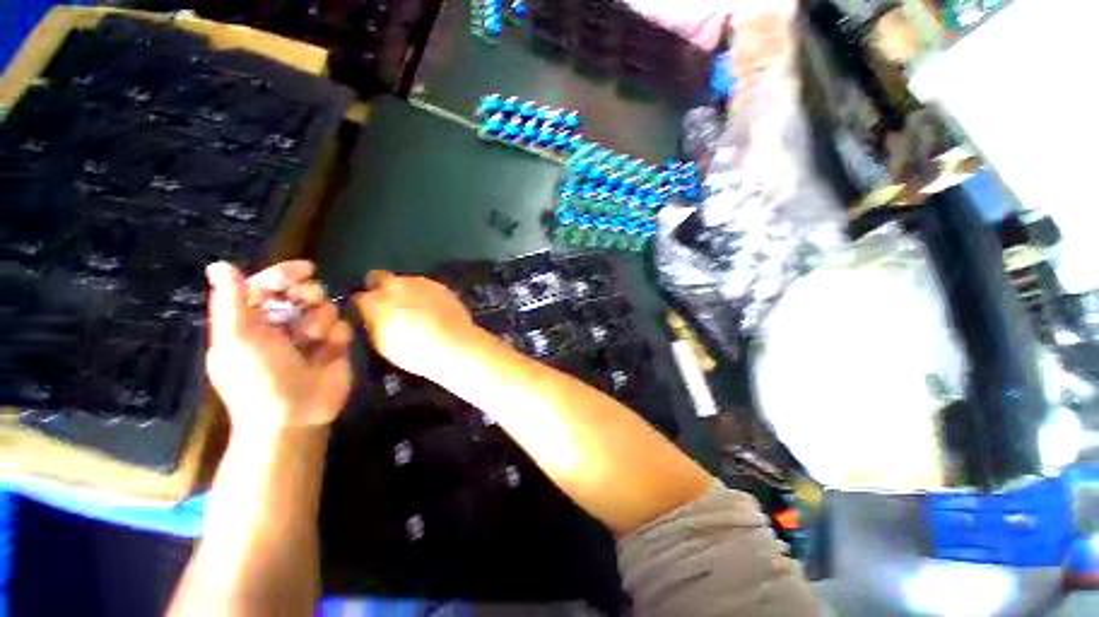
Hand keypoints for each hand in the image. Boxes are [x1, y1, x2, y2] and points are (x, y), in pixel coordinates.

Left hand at [205, 261, 352, 434]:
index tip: (304, 271)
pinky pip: (341, 329)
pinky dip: (337, 337)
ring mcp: (307, 341)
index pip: (268, 284)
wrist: (290, 425)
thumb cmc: (257, 380)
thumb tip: (217, 265)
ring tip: (314, 338)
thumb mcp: (234, 337)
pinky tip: (329, 351)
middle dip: (306, 291)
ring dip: (320, 317)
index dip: (284, 274)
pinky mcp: (331, 355)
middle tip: (309, 300)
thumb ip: (228, 298)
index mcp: (252, 321)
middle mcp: (279, 327)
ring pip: (323, 306)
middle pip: (299, 290)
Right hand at [352, 270, 479, 379]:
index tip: (363, 315)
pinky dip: (420, 294)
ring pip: (400, 281)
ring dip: (400, 291)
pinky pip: (421, 286)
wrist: (453, 345)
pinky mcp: (436, 283)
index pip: (357, 298)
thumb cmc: (413, 353)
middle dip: (376, 287)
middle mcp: (393, 285)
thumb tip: (370, 321)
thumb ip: (372, 327)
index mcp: (375, 302)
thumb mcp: (383, 346)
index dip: (359, 307)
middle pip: (376, 277)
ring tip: (409, 309)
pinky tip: (427, 309)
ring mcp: (416, 281)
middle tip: (383, 305)